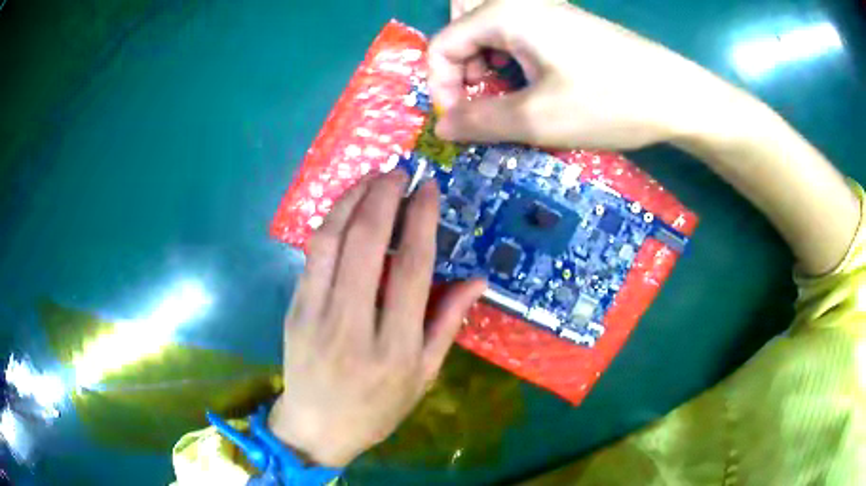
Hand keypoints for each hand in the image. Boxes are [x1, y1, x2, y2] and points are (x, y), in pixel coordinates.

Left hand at [268, 172, 485, 466]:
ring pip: (332, 241)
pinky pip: (312, 255)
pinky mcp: (294, 309)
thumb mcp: (424, 376)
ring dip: (352, 200)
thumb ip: (448, 323)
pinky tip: (346, 207)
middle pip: (367, 244)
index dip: (422, 221)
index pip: (412, 269)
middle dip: (383, 197)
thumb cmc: (377, 408)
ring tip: (372, 178)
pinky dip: (331, 222)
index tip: (427, 188)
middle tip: (398, 171)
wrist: (317, 427)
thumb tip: (478, 279)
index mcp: (395, 348)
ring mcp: (316, 315)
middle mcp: (354, 326)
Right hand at [430, 0, 747, 149]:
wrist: (676, 95)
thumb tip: (442, 126)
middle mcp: (519, 3)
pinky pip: (518, 37)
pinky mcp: (565, 25)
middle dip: (462, 74)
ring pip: (489, 34)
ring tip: (506, 97)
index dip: (441, 87)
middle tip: (482, 105)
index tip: (461, 123)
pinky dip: (511, 62)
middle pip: (462, 34)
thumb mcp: (537, 118)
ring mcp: (545, 11)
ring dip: (485, 68)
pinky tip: (532, 84)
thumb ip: (479, 121)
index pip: (442, 45)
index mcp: (503, 13)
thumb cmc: (608, 102)